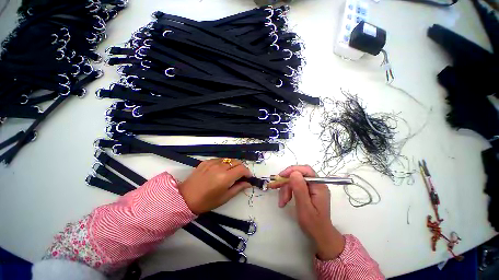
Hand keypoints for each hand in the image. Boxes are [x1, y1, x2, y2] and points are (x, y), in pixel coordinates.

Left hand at [178, 158, 251, 214]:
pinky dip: (224, 163)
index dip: (247, 172)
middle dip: (241, 167)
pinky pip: (220, 159)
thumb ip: (239, 188)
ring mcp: (212, 162)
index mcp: (225, 177)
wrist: (185, 198)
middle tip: (241, 175)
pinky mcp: (206, 161)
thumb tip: (249, 183)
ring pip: (229, 159)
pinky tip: (221, 170)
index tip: (248, 177)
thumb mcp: (225, 197)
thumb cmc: (207, 201)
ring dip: (233, 165)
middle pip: (237, 161)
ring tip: (231, 172)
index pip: (242, 169)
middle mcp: (220, 167)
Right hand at [268, 165, 345, 259]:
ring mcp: (311, 188)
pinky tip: (284, 201)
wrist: (319, 236)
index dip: (292, 170)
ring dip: (285, 189)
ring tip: (282, 202)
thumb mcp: (304, 207)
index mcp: (319, 186)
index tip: (281, 176)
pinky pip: (294, 186)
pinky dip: (287, 192)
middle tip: (276, 189)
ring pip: (294, 181)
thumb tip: (294, 173)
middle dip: (286, 183)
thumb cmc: (313, 224)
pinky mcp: (307, 191)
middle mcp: (316, 184)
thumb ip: (300, 189)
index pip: (306, 170)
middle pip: (298, 176)